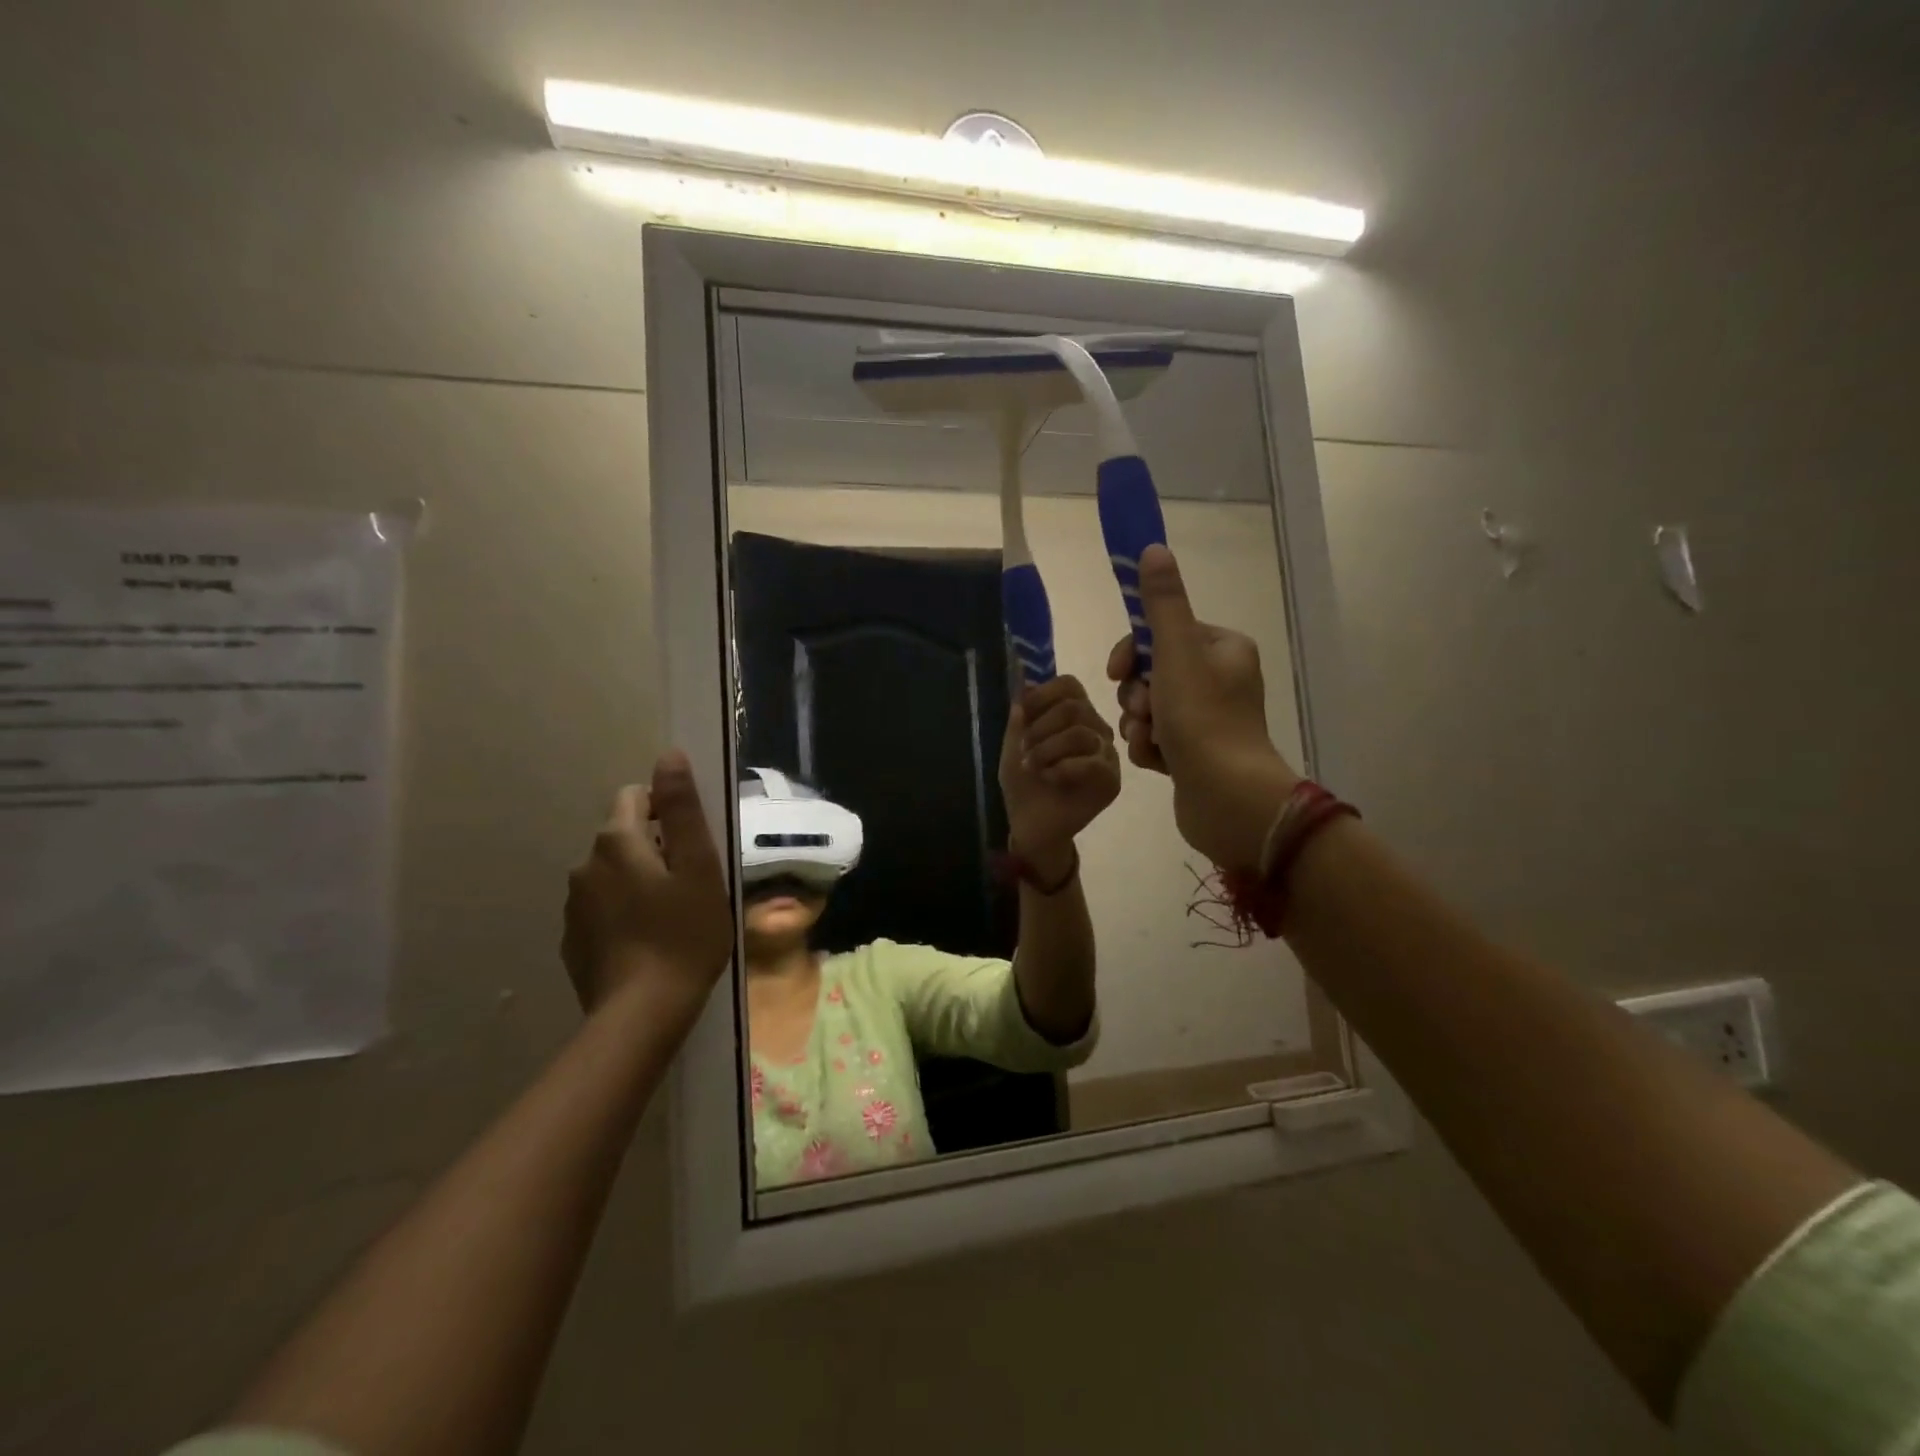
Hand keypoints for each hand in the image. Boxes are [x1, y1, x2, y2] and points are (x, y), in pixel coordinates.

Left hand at [562, 750, 732, 1030]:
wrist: (642, 1014)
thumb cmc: (684, 934)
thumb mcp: (698, 867)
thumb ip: (682, 809)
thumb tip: (668, 755)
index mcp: (617, 841)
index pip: (636, 797)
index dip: (667, 811)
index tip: (692, 846)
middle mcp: (585, 865)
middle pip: (623, 837)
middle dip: (654, 849)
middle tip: (690, 885)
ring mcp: (573, 906)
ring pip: (612, 874)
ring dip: (637, 882)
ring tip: (670, 917)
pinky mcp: (572, 940)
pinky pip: (601, 909)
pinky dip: (622, 914)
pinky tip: (646, 943)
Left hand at [999, 675, 1120, 875]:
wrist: (1031, 825)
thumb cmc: (1024, 783)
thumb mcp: (1014, 745)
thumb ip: (1021, 716)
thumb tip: (1025, 685)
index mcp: (1074, 714)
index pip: (1069, 685)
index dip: (1043, 694)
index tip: (1023, 713)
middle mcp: (1095, 728)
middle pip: (1074, 707)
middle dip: (1041, 728)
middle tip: (1024, 750)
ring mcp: (1106, 754)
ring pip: (1081, 733)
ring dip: (1047, 750)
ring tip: (1033, 767)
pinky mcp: (1111, 780)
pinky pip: (1092, 762)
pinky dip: (1062, 768)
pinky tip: (1050, 779)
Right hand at [1106, 544, 1299, 868]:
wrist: (1227, 799)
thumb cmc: (1203, 720)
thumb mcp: (1176, 653)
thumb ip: (1162, 603)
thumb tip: (1153, 549)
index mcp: (1223, 648)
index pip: (1162, 633)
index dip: (1133, 652)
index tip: (1117, 672)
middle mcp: (1220, 679)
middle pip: (1152, 672)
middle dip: (1137, 695)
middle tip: (1146, 712)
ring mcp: (1208, 719)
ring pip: (1149, 708)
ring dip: (1138, 724)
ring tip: (1151, 742)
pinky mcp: (1197, 753)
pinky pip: (1156, 738)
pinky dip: (1150, 748)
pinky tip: (1158, 763)